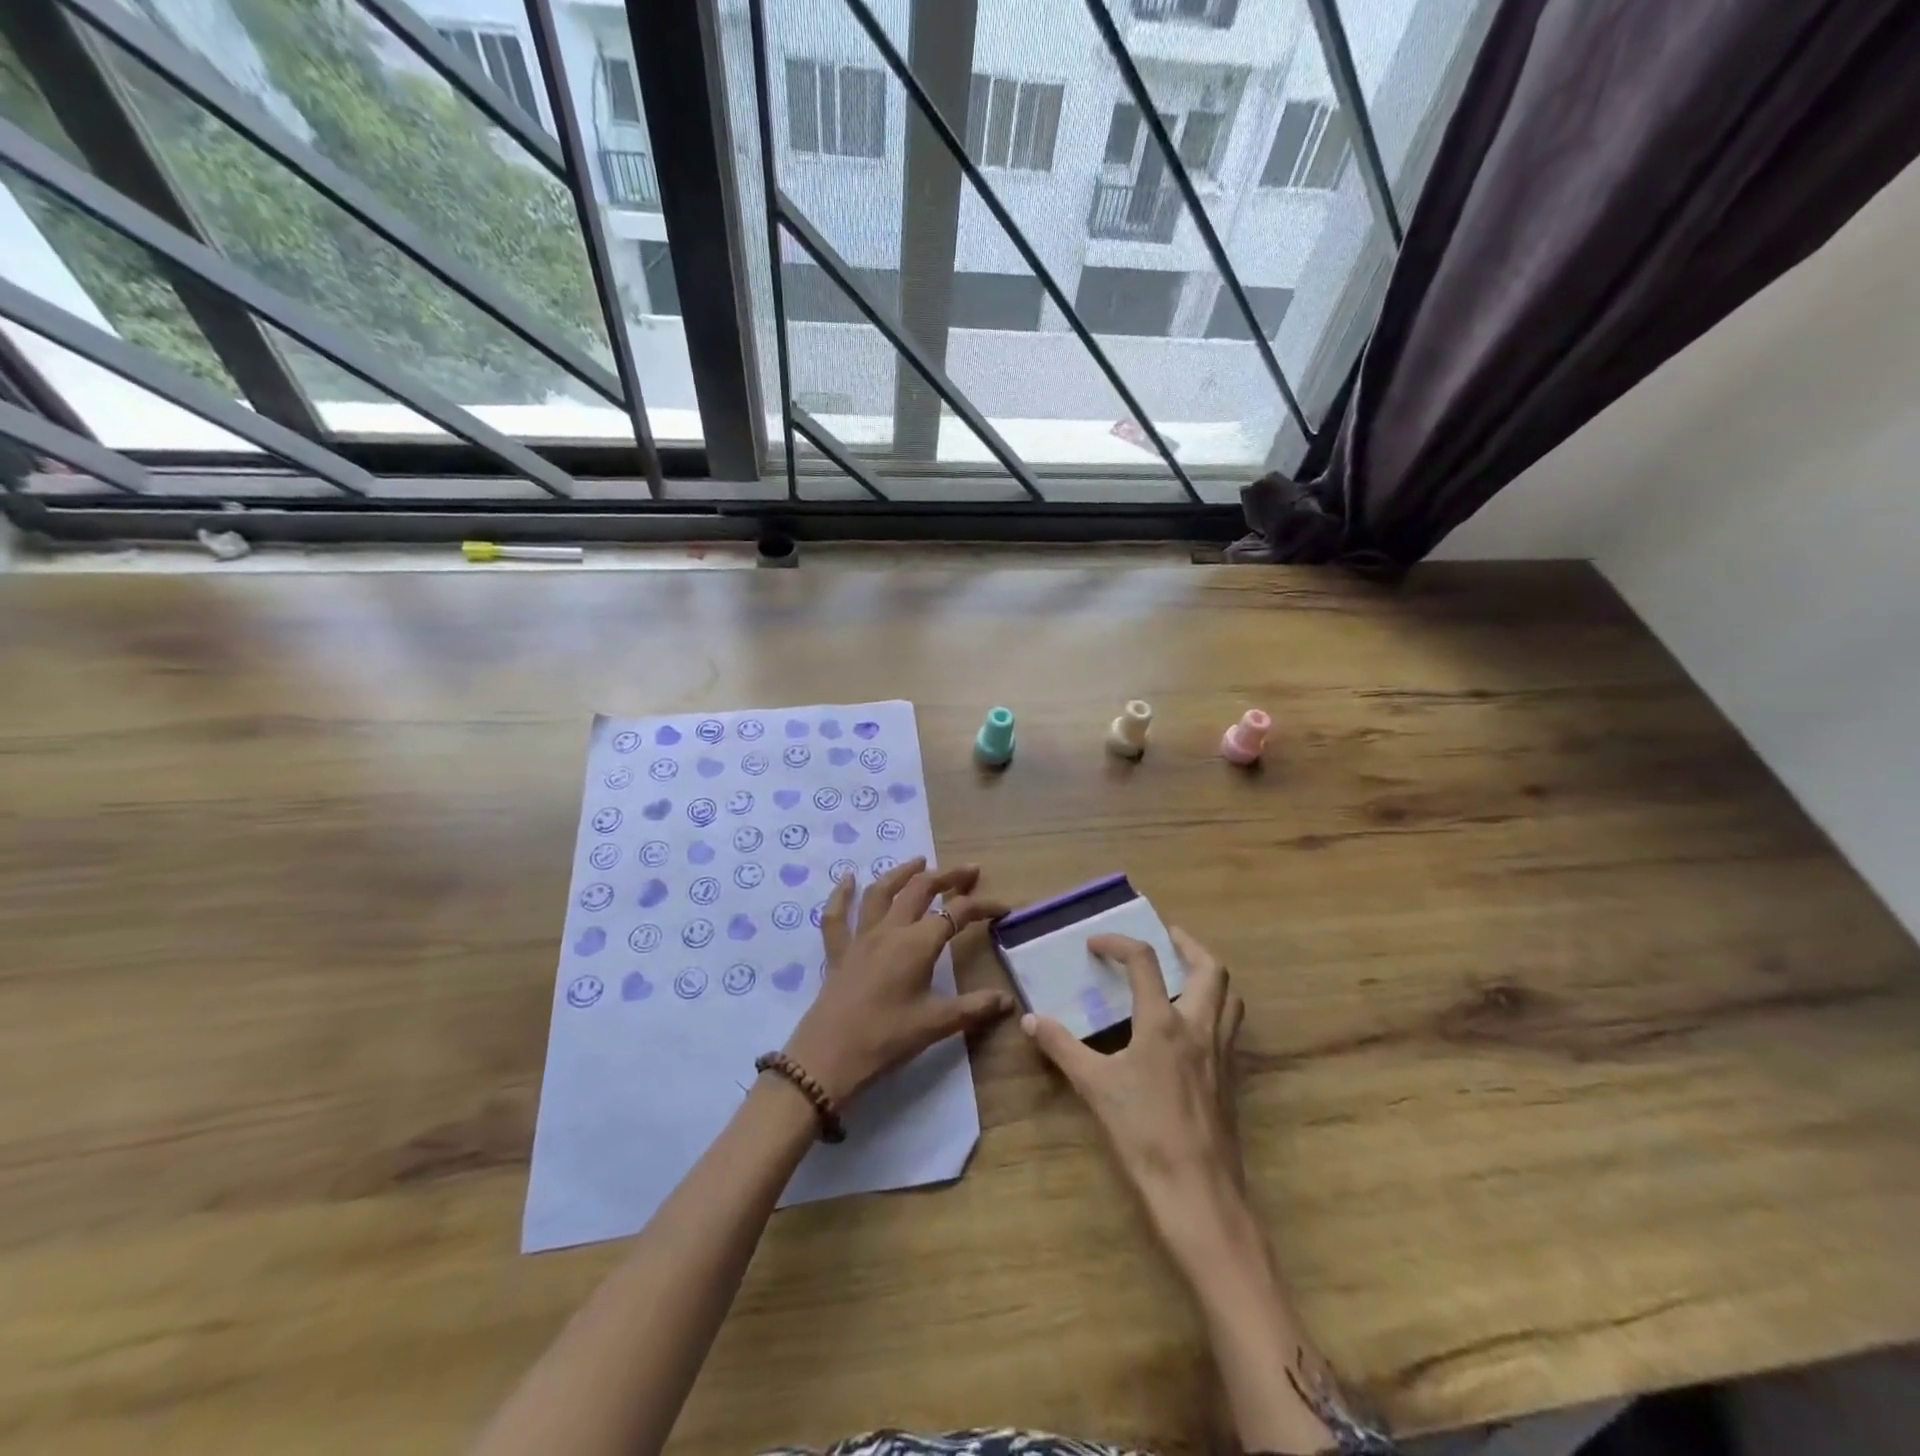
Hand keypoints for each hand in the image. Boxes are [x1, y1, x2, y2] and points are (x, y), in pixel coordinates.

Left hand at [782, 858, 1013, 1105]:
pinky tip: (847, 877)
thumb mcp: (936, 1025)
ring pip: (881, 892)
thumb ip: (974, 1008)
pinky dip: (842, 893)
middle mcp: (889, 930)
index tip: (1003, 908)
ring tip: (919, 861)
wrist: (828, 1057)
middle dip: (947, 876)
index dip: (982, 907)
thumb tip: (1009, 1000)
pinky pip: (836, 915)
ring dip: (902, 872)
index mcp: (917, 944)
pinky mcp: (837, 951)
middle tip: (968, 871)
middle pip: (920, 889)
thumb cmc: (887, 1039)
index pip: (957, 913)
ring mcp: (860, 937)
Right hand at [1023, 928, 1247, 1258]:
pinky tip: (1191, 1028)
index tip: (1095, 944)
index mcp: (1164, 1023)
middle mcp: (1199, 1027)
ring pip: (1229, 997)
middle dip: (1188, 945)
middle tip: (1166, 937)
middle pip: (1210, 969)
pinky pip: (1230, 1028)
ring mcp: (1221, 1054)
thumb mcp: (1094, 1087)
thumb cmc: (1143, 1134)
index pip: (1144, 961)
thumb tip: (1030, 1020)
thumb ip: (1062, 1047)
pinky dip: (1215, 1009)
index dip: (1118, 943)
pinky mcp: (1230, 1079)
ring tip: (1183, 973)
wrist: (1198, 1193)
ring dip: (1208, 975)